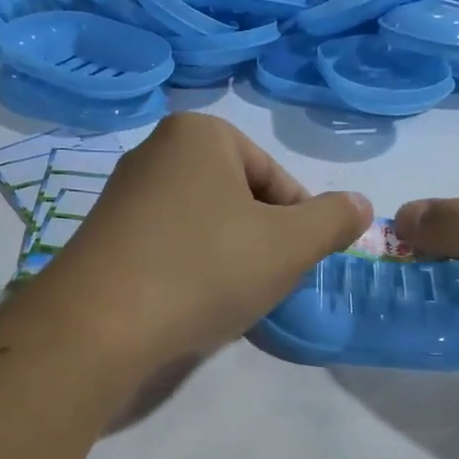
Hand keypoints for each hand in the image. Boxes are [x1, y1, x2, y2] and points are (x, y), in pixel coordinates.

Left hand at [33, 113, 371, 370]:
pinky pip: (166, 247)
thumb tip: (358, 204)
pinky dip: (186, 272)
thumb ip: (332, 220)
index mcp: (200, 134)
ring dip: (225, 260)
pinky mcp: (102, 236)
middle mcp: (156, 151)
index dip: (297, 226)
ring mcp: (122, 194)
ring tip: (222, 299)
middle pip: (238, 201)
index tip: (294, 266)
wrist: (99, 324)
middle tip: (260, 284)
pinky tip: (185, 305)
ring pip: (203, 226)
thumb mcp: (289, 245)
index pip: (276, 179)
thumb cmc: (205, 268)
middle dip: (259, 243)